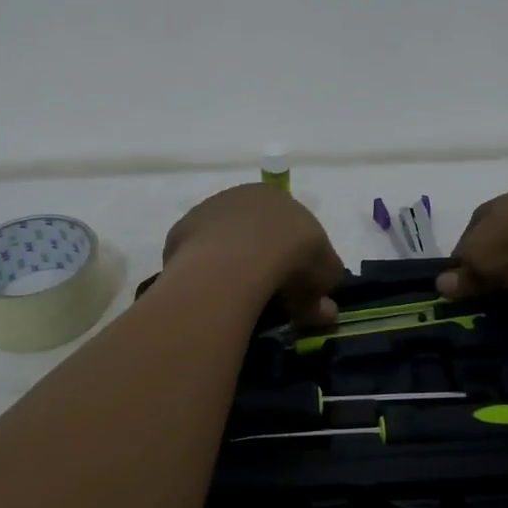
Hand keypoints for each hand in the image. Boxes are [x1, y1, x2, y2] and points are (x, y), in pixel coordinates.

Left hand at [163, 184, 345, 330]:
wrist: (235, 262)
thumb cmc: (291, 259)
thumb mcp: (325, 277)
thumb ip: (325, 294)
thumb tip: (325, 312)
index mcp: (279, 197)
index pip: (290, 226)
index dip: (296, 257)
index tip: (296, 286)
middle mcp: (242, 196)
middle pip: (255, 231)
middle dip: (262, 259)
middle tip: (267, 295)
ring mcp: (208, 211)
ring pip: (223, 241)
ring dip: (230, 264)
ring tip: (237, 298)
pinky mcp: (181, 232)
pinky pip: (198, 256)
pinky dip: (206, 273)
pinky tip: (212, 294)